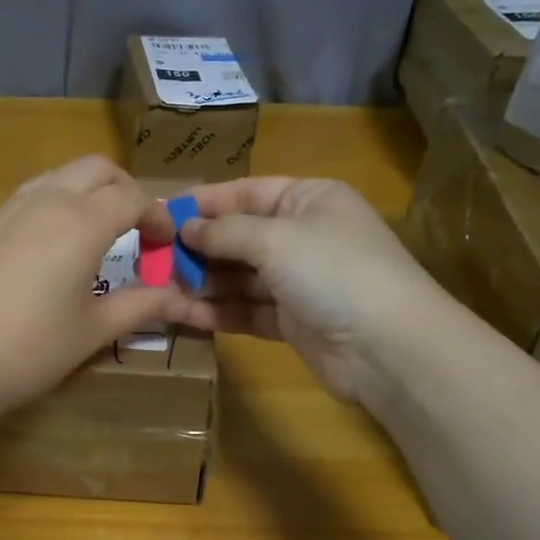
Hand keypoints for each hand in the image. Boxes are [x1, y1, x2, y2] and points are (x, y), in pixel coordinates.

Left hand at [0, 156, 186, 426]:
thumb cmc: (29, 350)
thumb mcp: (93, 330)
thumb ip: (142, 305)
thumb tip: (181, 298)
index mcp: (81, 222)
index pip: (132, 197)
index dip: (158, 216)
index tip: (166, 245)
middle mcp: (46, 200)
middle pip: (97, 169)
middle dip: (126, 190)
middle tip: (139, 230)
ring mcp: (9, 208)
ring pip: (61, 175)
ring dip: (89, 191)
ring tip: (100, 233)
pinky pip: (32, 194)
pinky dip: (57, 202)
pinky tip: (54, 246)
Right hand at [168, 177, 439, 400]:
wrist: (387, 347)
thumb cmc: (333, 271)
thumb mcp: (276, 239)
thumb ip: (226, 232)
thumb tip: (186, 227)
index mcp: (309, 200)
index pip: (247, 192)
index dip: (205, 202)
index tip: (161, 213)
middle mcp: (304, 236)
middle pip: (240, 236)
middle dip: (199, 247)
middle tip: (152, 258)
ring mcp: (299, 281)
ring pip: (240, 277)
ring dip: (203, 282)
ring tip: (160, 288)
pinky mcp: (293, 321)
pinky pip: (247, 310)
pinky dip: (219, 311)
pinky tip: (184, 314)